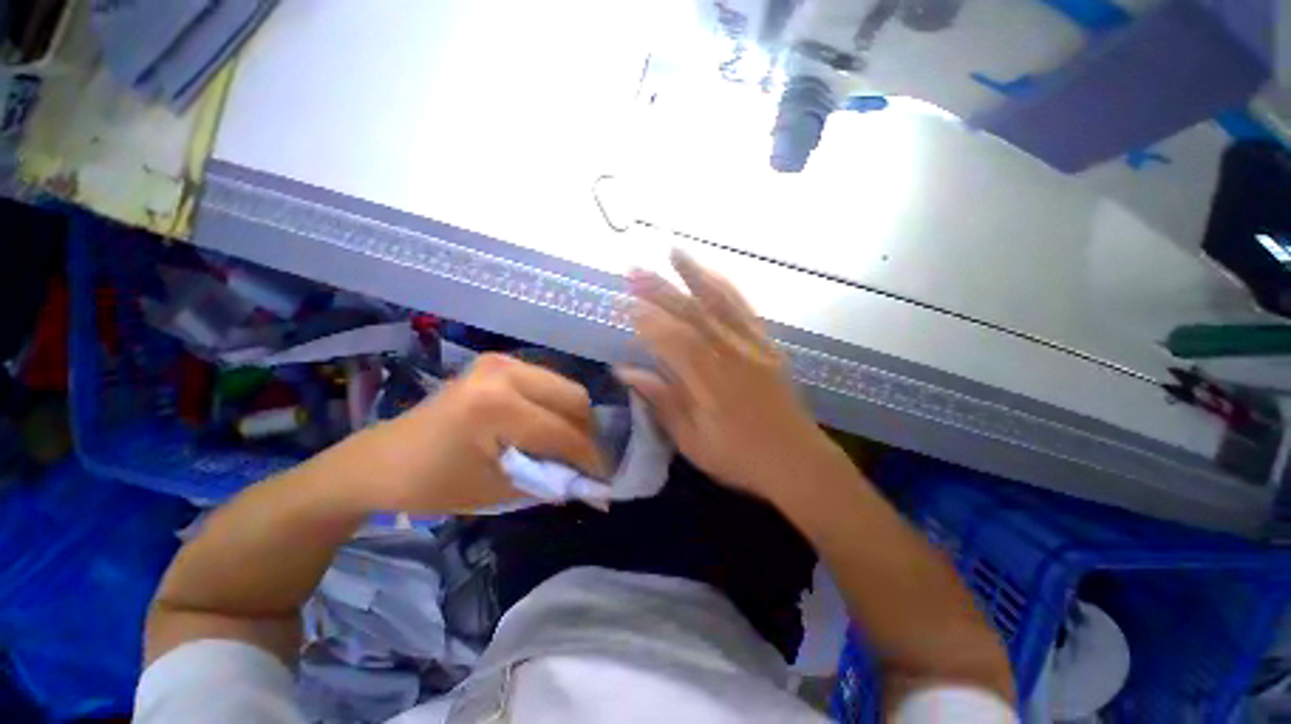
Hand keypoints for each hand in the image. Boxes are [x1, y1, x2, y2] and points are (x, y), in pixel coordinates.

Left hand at [363, 354, 606, 512]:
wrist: (382, 460)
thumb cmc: (433, 483)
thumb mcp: (498, 490)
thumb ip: (553, 483)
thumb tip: (597, 487)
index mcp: (498, 405)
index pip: (564, 432)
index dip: (589, 457)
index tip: (604, 478)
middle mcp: (505, 372)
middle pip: (574, 397)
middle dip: (586, 433)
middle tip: (585, 460)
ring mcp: (502, 362)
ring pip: (565, 387)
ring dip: (572, 418)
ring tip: (567, 446)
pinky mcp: (499, 363)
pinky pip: (547, 383)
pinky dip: (555, 407)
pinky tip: (548, 428)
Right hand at [619, 251, 843, 504]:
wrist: (797, 460)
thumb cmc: (739, 457)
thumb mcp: (692, 441)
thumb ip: (661, 401)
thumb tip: (625, 371)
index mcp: (712, 384)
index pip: (674, 341)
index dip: (647, 320)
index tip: (624, 305)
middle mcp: (733, 356)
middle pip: (693, 315)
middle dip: (660, 291)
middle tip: (633, 272)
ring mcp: (753, 346)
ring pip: (721, 302)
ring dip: (694, 275)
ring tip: (673, 252)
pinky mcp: (766, 344)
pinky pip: (744, 308)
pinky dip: (724, 287)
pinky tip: (710, 275)